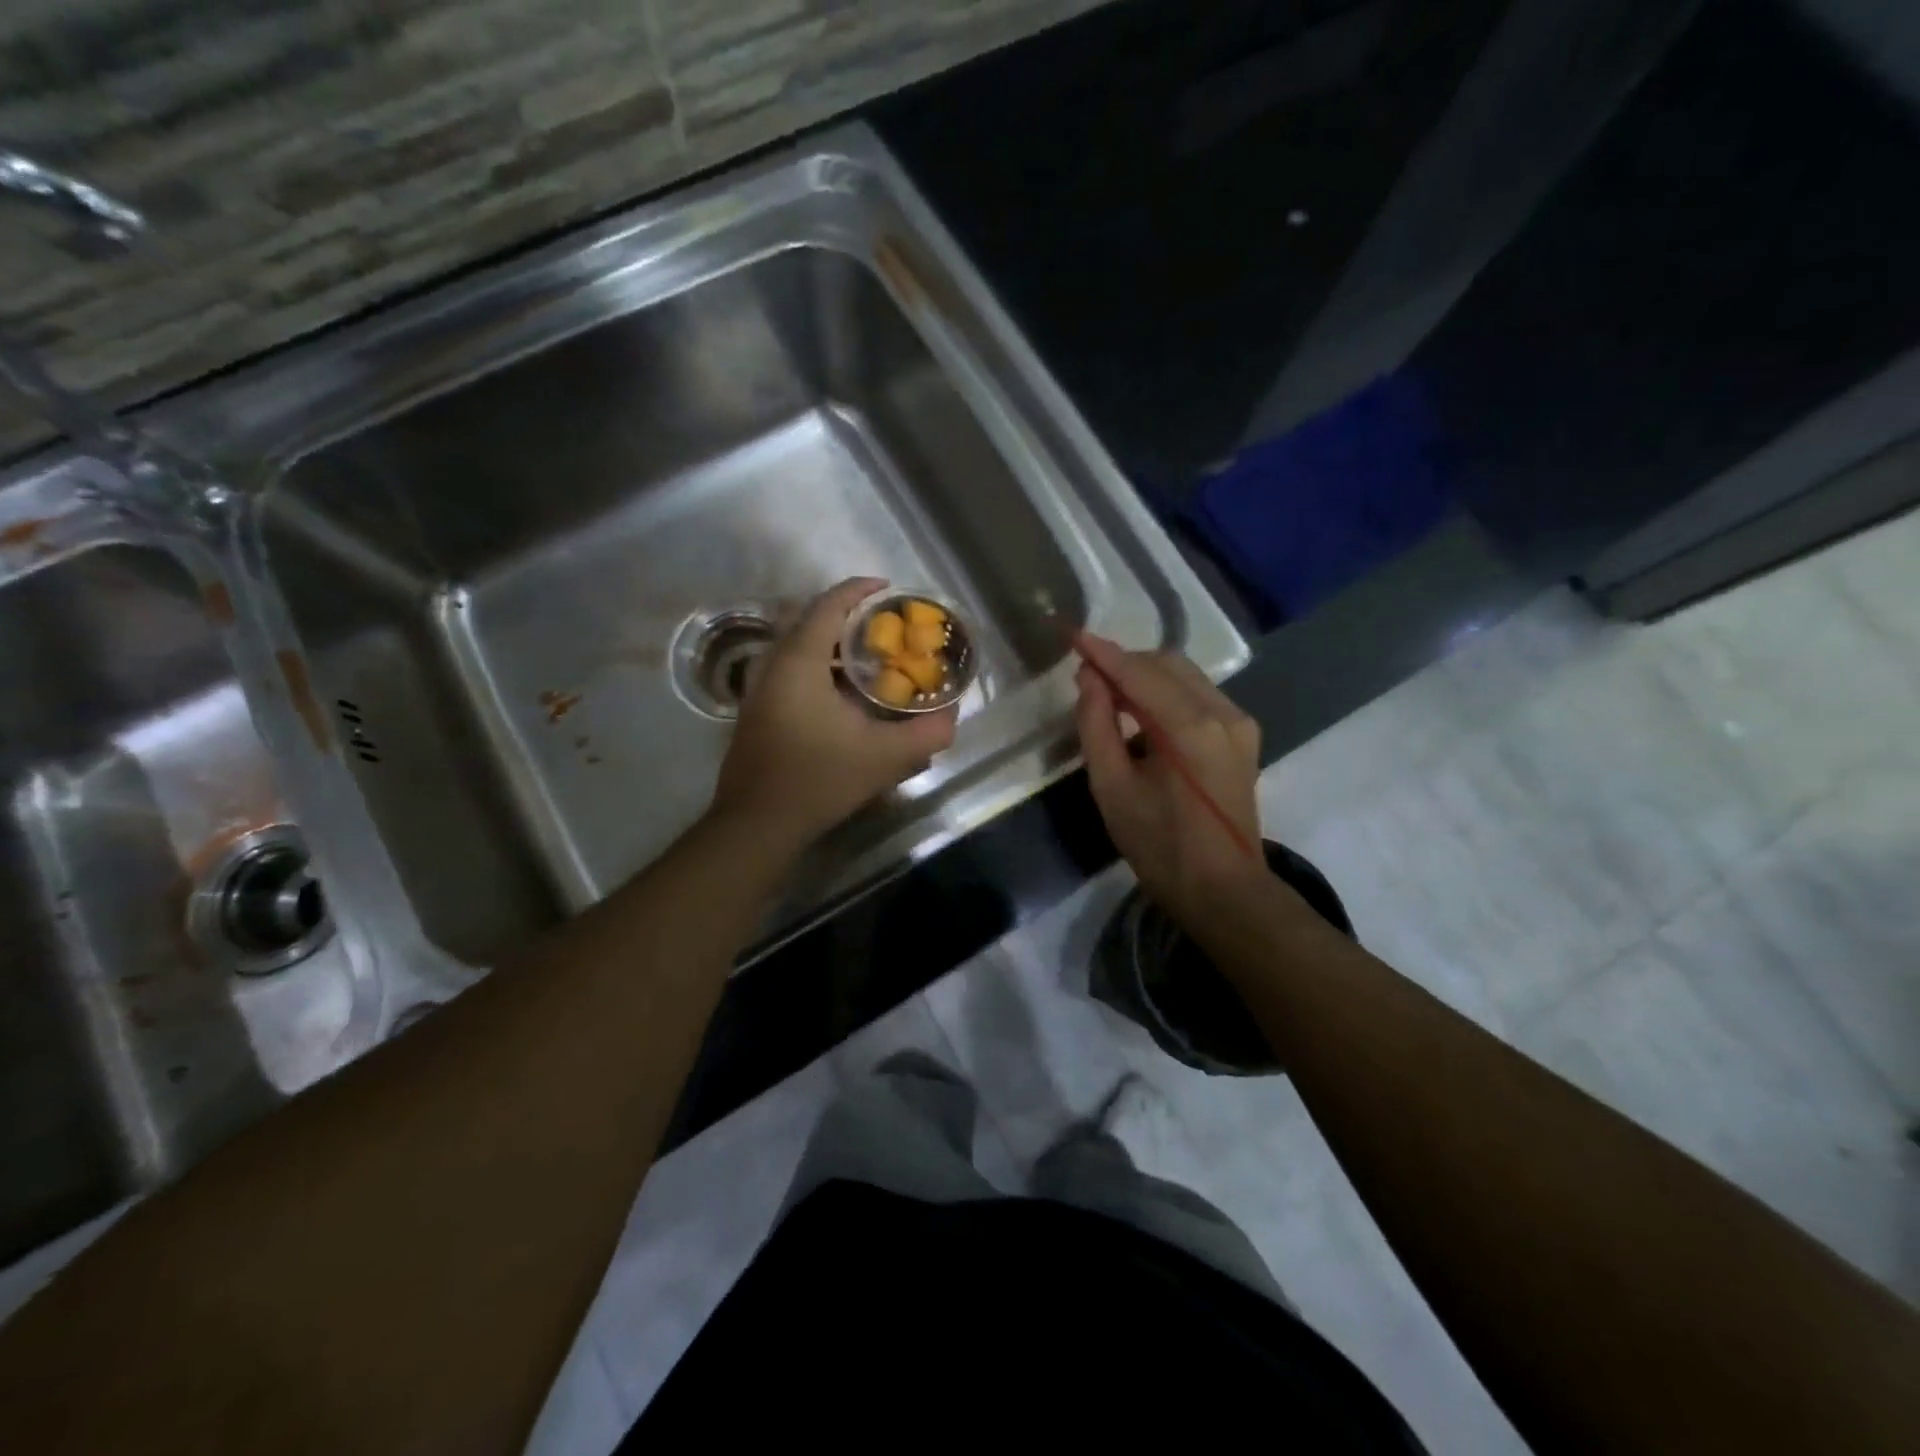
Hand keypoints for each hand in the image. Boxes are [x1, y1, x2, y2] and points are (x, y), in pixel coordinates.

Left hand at [711, 577, 958, 848]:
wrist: (757, 824)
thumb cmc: (818, 780)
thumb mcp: (883, 758)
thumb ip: (925, 734)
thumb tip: (952, 717)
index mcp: (799, 661)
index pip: (828, 606)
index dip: (859, 590)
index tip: (888, 589)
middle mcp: (773, 664)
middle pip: (808, 619)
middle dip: (846, 614)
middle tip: (882, 625)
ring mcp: (758, 687)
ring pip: (795, 645)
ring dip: (829, 642)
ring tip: (866, 656)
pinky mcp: (755, 710)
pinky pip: (787, 668)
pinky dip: (816, 664)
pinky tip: (840, 693)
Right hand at [1073, 633, 1263, 922]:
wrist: (1223, 890)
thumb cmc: (1159, 846)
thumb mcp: (1112, 789)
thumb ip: (1096, 726)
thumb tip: (1090, 679)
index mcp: (1190, 728)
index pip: (1139, 673)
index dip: (1103, 653)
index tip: (1072, 635)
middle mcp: (1223, 713)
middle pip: (1167, 664)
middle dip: (1125, 663)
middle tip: (1087, 677)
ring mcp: (1239, 723)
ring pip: (1186, 676)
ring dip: (1146, 676)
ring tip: (1110, 695)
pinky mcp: (1244, 736)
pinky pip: (1199, 695)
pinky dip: (1167, 693)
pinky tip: (1144, 714)